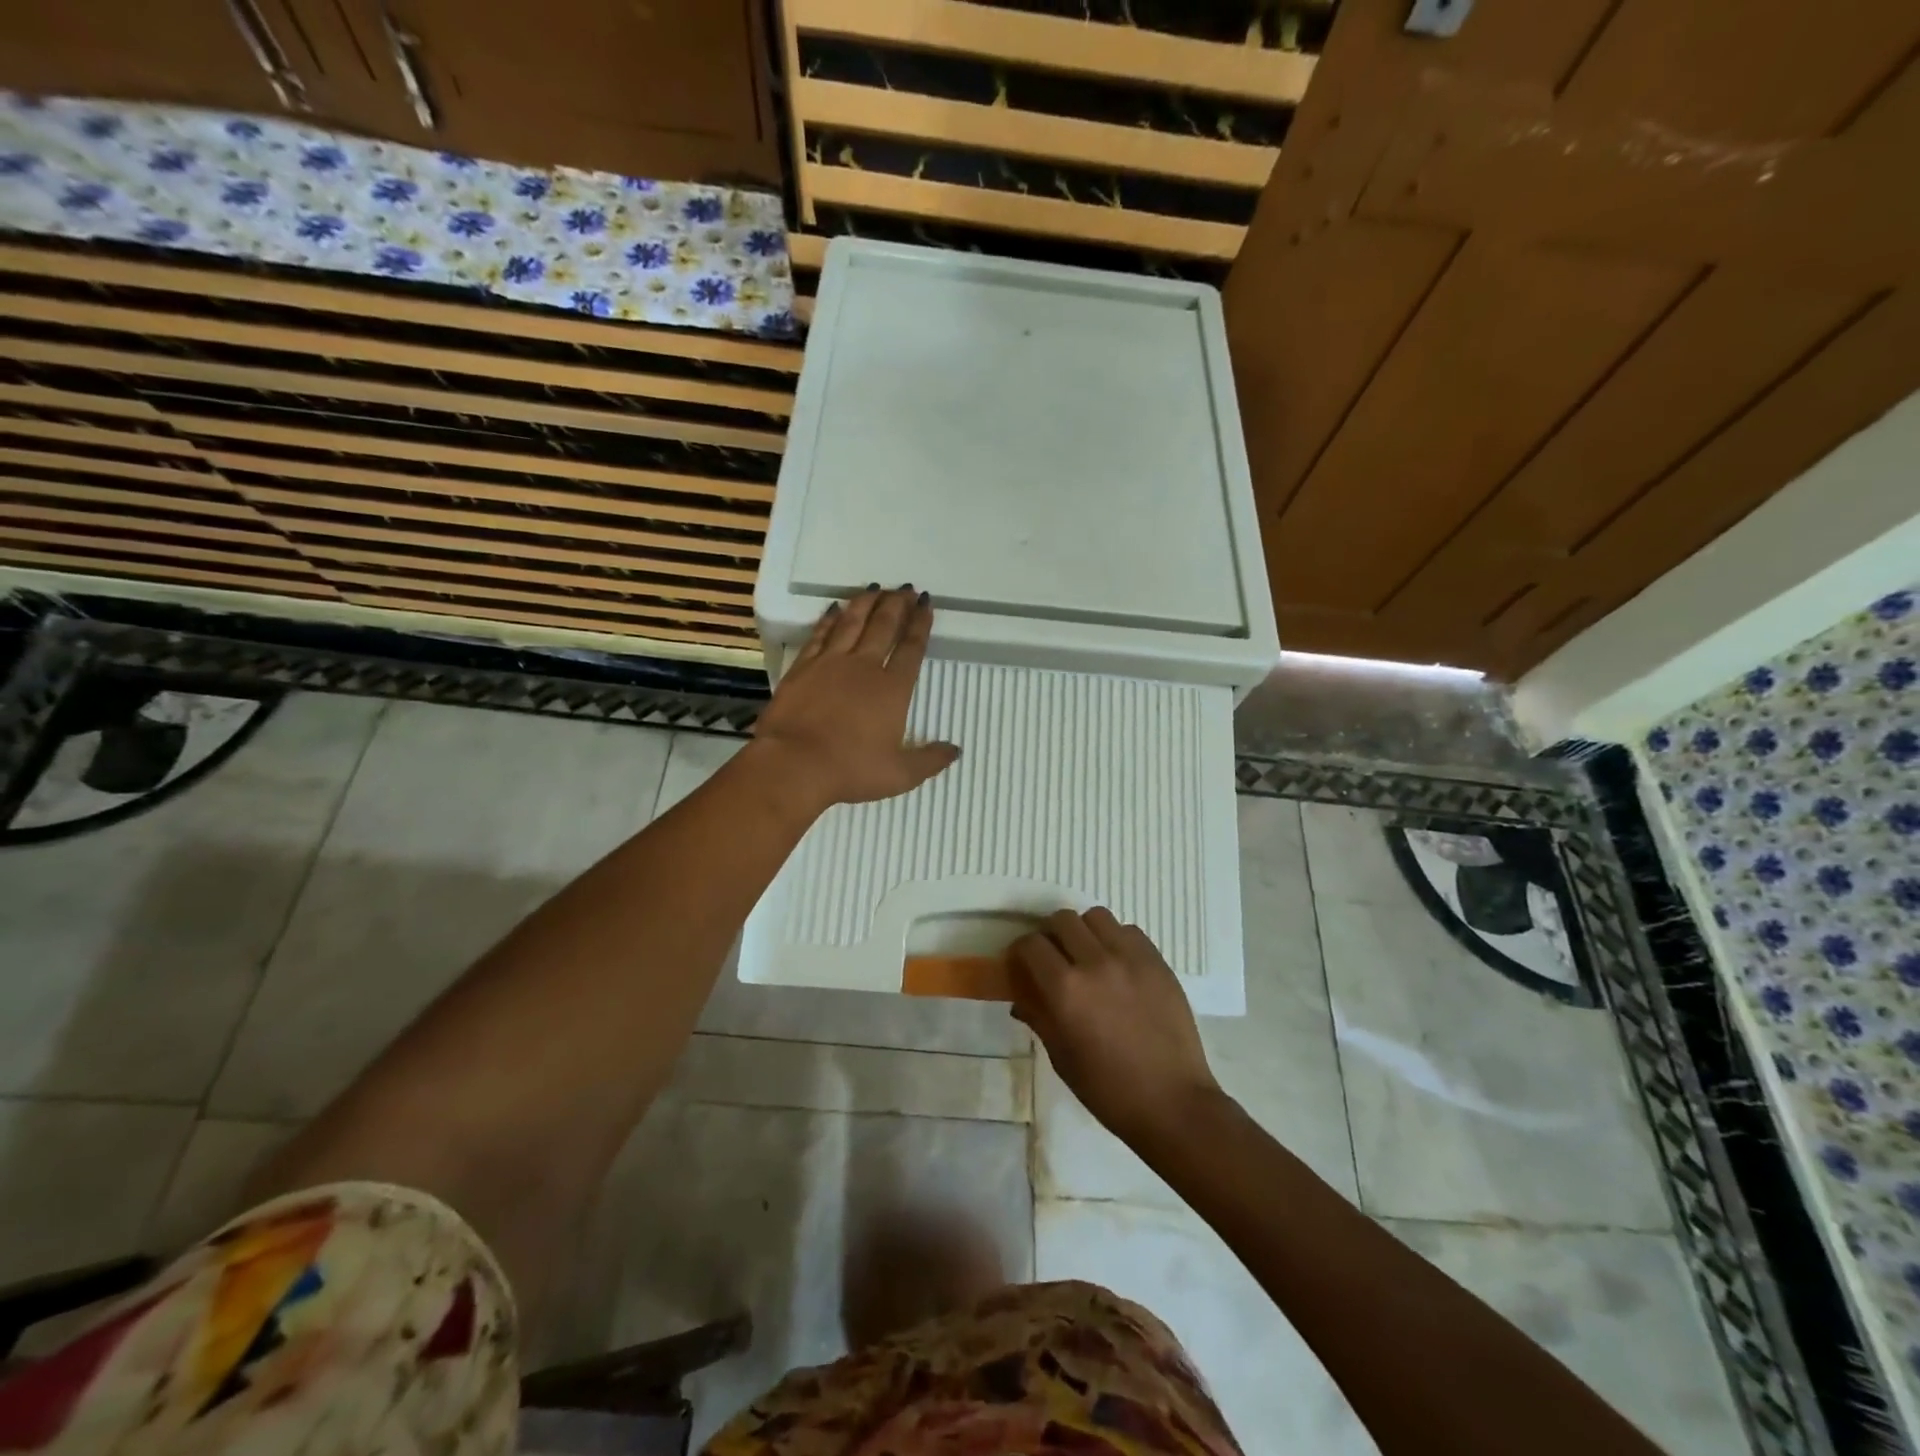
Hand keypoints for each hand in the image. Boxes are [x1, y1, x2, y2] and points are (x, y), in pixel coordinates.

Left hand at [752, 586, 959, 812]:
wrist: (794, 764)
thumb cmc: (851, 770)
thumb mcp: (899, 774)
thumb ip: (929, 760)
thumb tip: (955, 750)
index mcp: (892, 689)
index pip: (911, 649)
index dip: (921, 624)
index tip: (926, 604)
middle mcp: (864, 667)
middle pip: (884, 626)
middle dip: (897, 605)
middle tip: (906, 588)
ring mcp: (830, 663)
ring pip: (852, 622)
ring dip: (866, 603)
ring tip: (876, 588)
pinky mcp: (803, 667)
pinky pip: (820, 634)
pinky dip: (829, 619)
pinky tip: (834, 607)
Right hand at [1008, 908, 1222, 1146]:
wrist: (1172, 1102)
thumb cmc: (1109, 1089)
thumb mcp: (1062, 1058)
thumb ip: (1039, 1017)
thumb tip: (1020, 997)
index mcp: (1066, 989)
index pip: (1031, 945)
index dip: (1021, 952)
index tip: (1022, 964)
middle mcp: (1095, 962)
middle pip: (1062, 919)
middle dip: (1051, 935)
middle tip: (1054, 958)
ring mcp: (1130, 957)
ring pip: (1096, 917)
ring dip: (1084, 931)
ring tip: (1088, 955)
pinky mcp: (1157, 961)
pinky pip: (1129, 931)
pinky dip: (1116, 940)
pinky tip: (1118, 965)